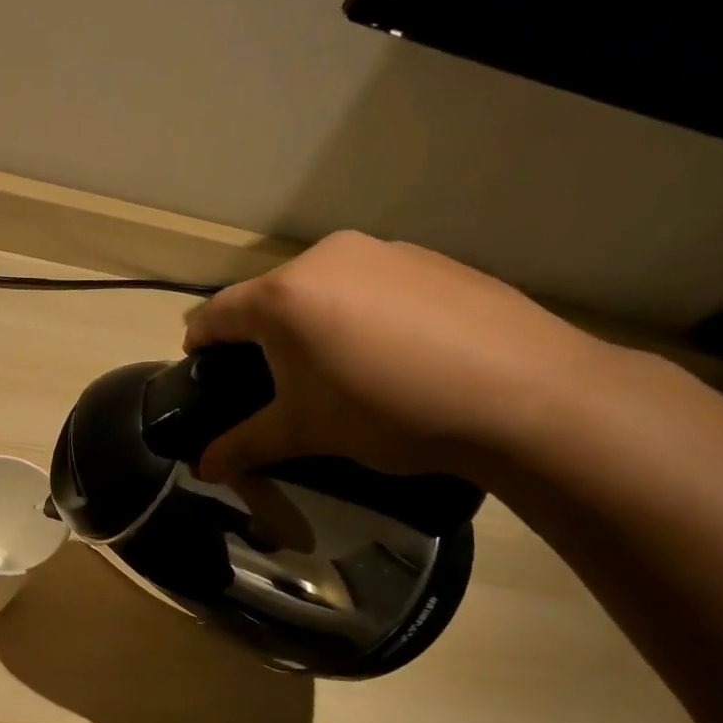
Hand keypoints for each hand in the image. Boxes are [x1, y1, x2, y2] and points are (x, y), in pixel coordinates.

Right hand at [183, 230, 605, 481]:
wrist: (522, 393)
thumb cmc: (385, 411)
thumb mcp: (304, 433)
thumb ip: (244, 446)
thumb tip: (204, 470)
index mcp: (283, 296)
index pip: (217, 314)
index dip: (200, 345)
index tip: (201, 371)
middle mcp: (326, 258)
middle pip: (269, 297)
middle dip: (260, 337)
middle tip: (273, 382)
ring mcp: (384, 252)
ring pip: (323, 287)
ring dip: (312, 322)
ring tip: (336, 370)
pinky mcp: (431, 259)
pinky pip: (371, 284)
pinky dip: (361, 313)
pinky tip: (391, 354)